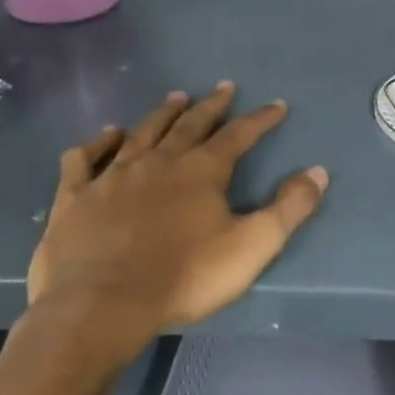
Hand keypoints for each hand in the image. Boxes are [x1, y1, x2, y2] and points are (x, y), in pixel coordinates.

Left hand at [26, 83, 328, 372]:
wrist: (100, 307)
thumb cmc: (184, 277)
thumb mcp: (253, 245)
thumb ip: (289, 207)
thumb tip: (318, 172)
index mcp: (202, 171)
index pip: (239, 135)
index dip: (261, 119)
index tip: (277, 105)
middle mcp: (159, 162)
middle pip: (190, 124)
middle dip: (212, 106)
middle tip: (224, 88)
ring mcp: (113, 176)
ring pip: (142, 133)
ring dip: (162, 114)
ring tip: (176, 97)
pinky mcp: (75, 197)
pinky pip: (84, 159)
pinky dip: (96, 143)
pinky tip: (105, 135)